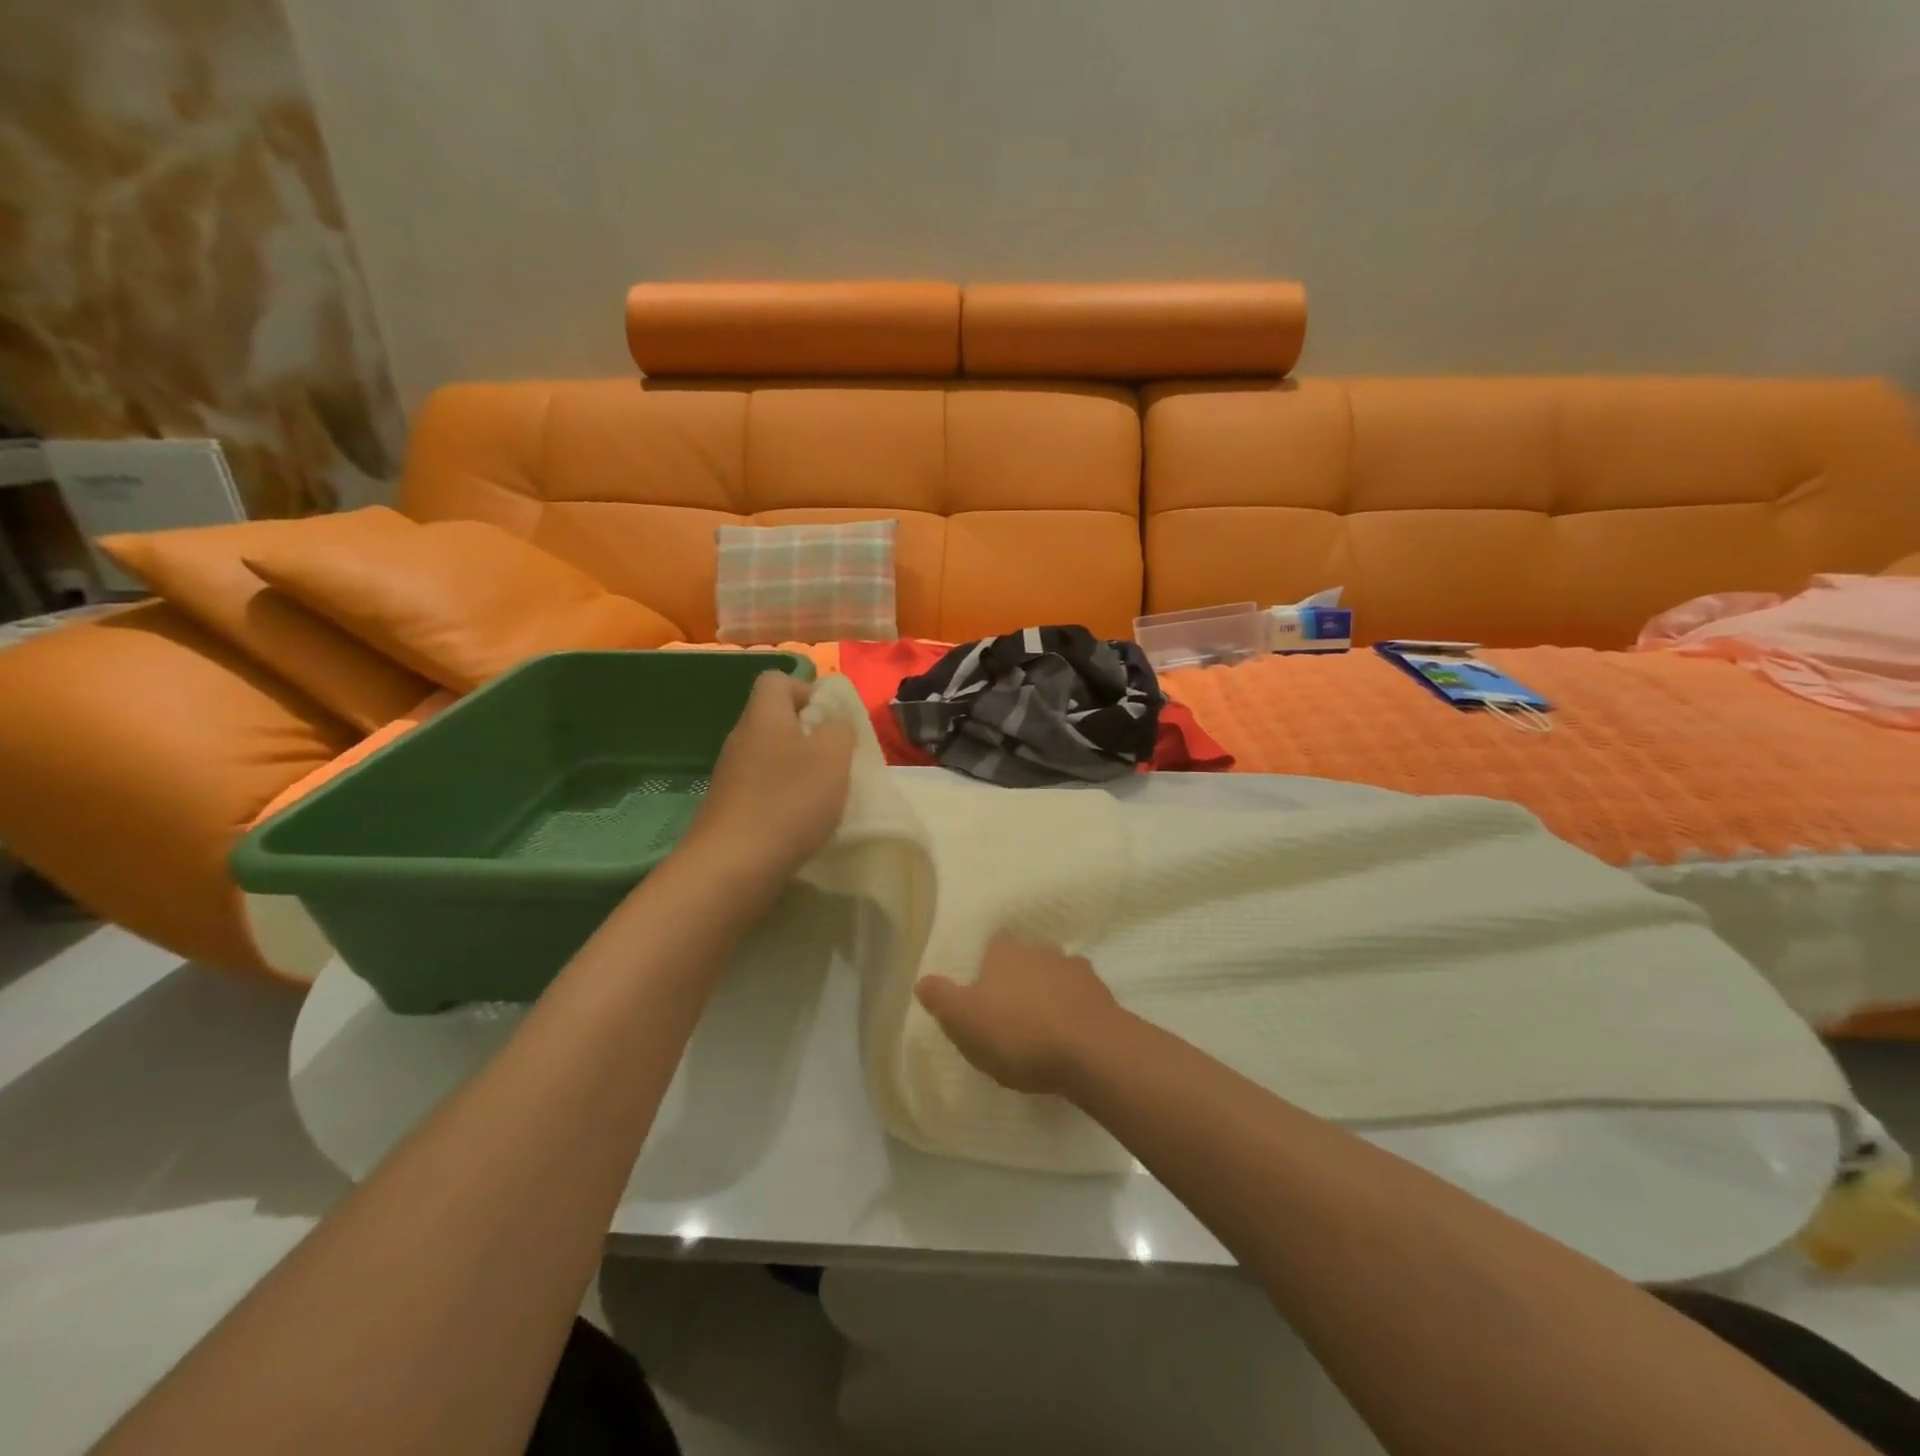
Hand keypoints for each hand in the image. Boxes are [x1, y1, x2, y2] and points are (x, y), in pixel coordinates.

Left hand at [683, 672, 854, 883]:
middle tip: (836, 760)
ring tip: (824, 796)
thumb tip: (834, 723)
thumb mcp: (833, 756)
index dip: (808, 690)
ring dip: (799, 770)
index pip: (777, 680)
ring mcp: (731, 776)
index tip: (832, 720)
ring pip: (771, 756)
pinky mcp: (729, 808)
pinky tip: (801, 822)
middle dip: (810, 735)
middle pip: (775, 719)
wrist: (732, 867)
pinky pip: (763, 788)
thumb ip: (840, 729)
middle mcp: (741, 739)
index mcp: (763, 716)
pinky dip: (784, 798)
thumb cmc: (789, 801)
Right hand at [915, 935, 1121, 1095]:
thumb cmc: (1018, 1033)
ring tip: (1040, 1028)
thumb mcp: (964, 1021)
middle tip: (1007, 1014)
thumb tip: (922, 981)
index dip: (984, 969)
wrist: (1090, 1050)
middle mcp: (1040, 950)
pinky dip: (1072, 1011)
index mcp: (1004, 952)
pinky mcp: (1102, 994)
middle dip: (1017, 981)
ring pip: (1054, 976)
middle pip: (1023, 960)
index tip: (980, 994)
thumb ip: (942, 999)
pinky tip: (1068, 1036)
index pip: (990, 948)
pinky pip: (1080, 999)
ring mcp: (1075, 970)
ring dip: (1047, 995)